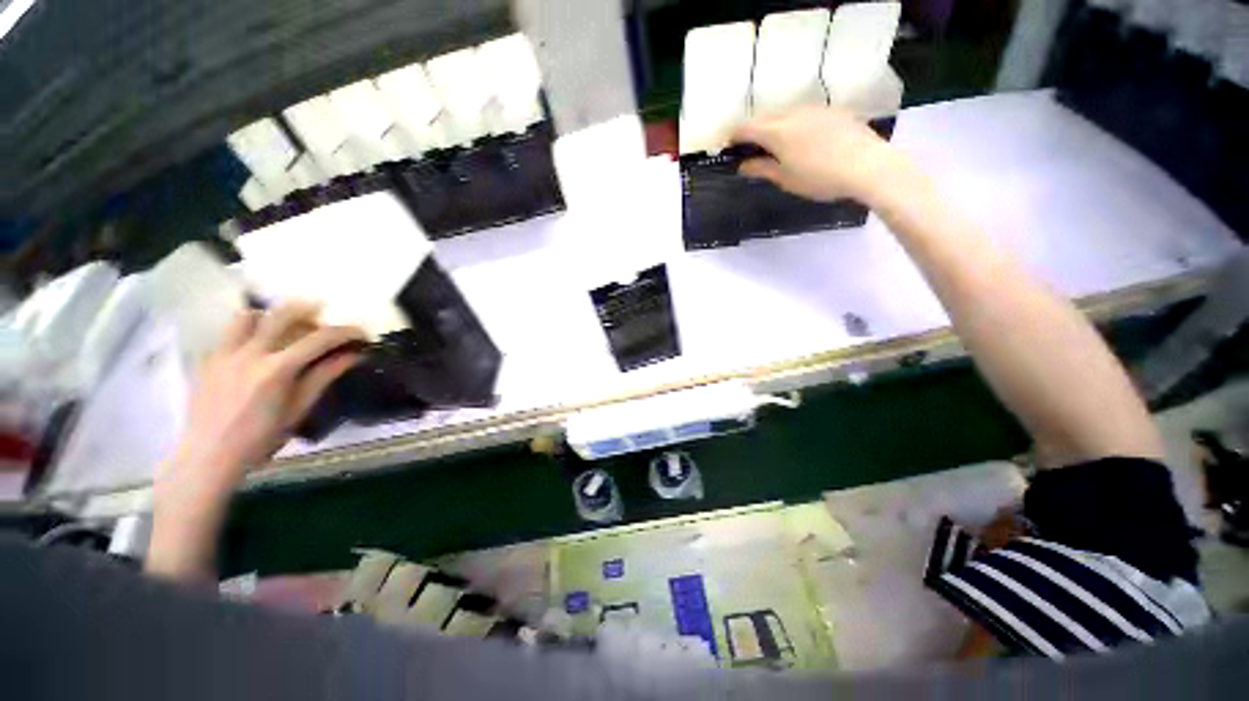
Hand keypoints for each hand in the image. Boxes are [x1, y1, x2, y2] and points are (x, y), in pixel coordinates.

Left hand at [147, 301, 362, 580]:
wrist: (208, 456)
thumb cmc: (259, 438)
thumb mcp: (298, 409)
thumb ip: (323, 377)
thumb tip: (352, 356)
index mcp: (277, 369)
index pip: (319, 339)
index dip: (345, 332)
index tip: (361, 333)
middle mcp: (250, 353)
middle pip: (282, 314)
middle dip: (308, 310)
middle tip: (324, 316)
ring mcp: (225, 353)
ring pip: (248, 316)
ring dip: (272, 316)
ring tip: (285, 328)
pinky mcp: (209, 359)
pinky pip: (230, 333)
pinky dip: (250, 331)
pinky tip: (259, 348)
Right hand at [732, 105, 900, 204]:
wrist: (867, 166)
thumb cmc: (819, 177)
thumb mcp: (785, 179)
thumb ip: (762, 169)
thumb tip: (743, 165)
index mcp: (776, 131)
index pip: (746, 128)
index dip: (733, 137)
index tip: (726, 148)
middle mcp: (792, 113)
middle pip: (764, 118)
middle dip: (752, 131)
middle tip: (748, 150)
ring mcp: (814, 109)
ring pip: (784, 114)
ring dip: (773, 127)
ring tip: (773, 147)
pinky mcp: (832, 111)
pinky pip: (803, 114)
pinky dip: (793, 125)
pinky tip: (800, 141)